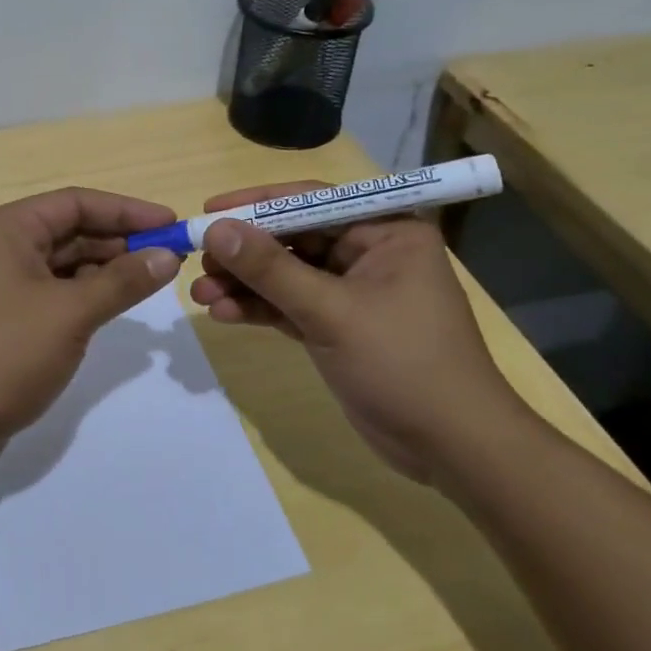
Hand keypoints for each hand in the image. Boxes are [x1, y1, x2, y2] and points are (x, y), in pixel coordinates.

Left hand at [0, 187, 184, 473]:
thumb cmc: (4, 353)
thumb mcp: (70, 313)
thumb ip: (122, 281)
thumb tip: (168, 255)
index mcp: (8, 229)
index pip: (76, 203)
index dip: (126, 210)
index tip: (172, 224)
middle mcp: (0, 247)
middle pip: (69, 231)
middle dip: (119, 242)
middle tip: (169, 258)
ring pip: (62, 265)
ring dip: (104, 271)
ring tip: (149, 283)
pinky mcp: (3, 320)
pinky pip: (52, 294)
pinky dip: (84, 296)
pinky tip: (112, 308)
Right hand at [187, 181, 532, 484]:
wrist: (453, 448)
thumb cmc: (404, 363)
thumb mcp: (332, 311)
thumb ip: (270, 269)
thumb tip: (215, 229)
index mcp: (385, 232)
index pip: (311, 202)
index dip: (257, 204)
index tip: (209, 211)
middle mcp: (368, 253)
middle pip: (292, 239)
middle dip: (244, 252)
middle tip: (198, 261)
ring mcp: (351, 292)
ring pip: (285, 275)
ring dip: (244, 284)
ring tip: (199, 294)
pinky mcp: (337, 327)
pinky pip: (289, 306)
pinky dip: (258, 309)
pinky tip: (222, 314)